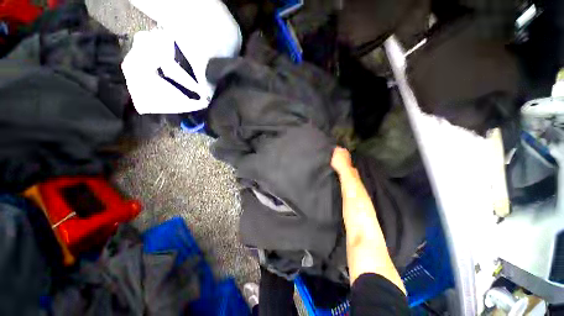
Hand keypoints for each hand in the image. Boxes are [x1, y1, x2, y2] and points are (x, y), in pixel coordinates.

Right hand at [331, 147, 405, 292]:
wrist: (362, 246)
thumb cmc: (358, 215)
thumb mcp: (352, 190)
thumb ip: (345, 172)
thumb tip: (339, 150)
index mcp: (358, 186)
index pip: (350, 167)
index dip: (341, 157)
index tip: (330, 148)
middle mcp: (356, 192)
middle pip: (347, 175)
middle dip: (337, 165)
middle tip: (323, 157)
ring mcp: (351, 203)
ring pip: (343, 184)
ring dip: (334, 176)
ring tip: (322, 169)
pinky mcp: (346, 212)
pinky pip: (339, 194)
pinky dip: (334, 188)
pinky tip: (327, 188)